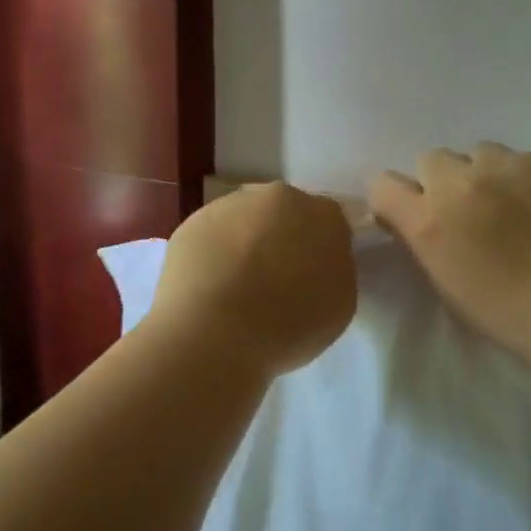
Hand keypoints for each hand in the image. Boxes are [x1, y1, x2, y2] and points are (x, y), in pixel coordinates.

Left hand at [148, 183, 357, 376]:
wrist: (214, 332)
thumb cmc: (289, 324)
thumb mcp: (339, 304)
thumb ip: (333, 270)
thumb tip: (315, 263)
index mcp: (323, 214)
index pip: (329, 224)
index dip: (320, 251)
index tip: (311, 278)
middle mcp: (277, 197)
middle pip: (284, 214)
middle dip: (282, 239)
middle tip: (275, 281)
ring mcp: (230, 206)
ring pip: (244, 221)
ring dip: (244, 244)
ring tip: (236, 289)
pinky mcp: (191, 222)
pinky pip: (211, 237)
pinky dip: (212, 256)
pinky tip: (208, 289)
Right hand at [368, 145, 530, 371]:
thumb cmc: (508, 312)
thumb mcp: (445, 282)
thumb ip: (423, 239)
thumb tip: (415, 217)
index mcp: (428, 220)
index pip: (383, 184)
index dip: (395, 198)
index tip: (410, 213)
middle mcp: (459, 182)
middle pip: (431, 159)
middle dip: (441, 181)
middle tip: (467, 209)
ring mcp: (506, 166)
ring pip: (479, 153)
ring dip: (484, 173)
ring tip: (510, 202)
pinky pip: (523, 159)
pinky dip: (527, 177)